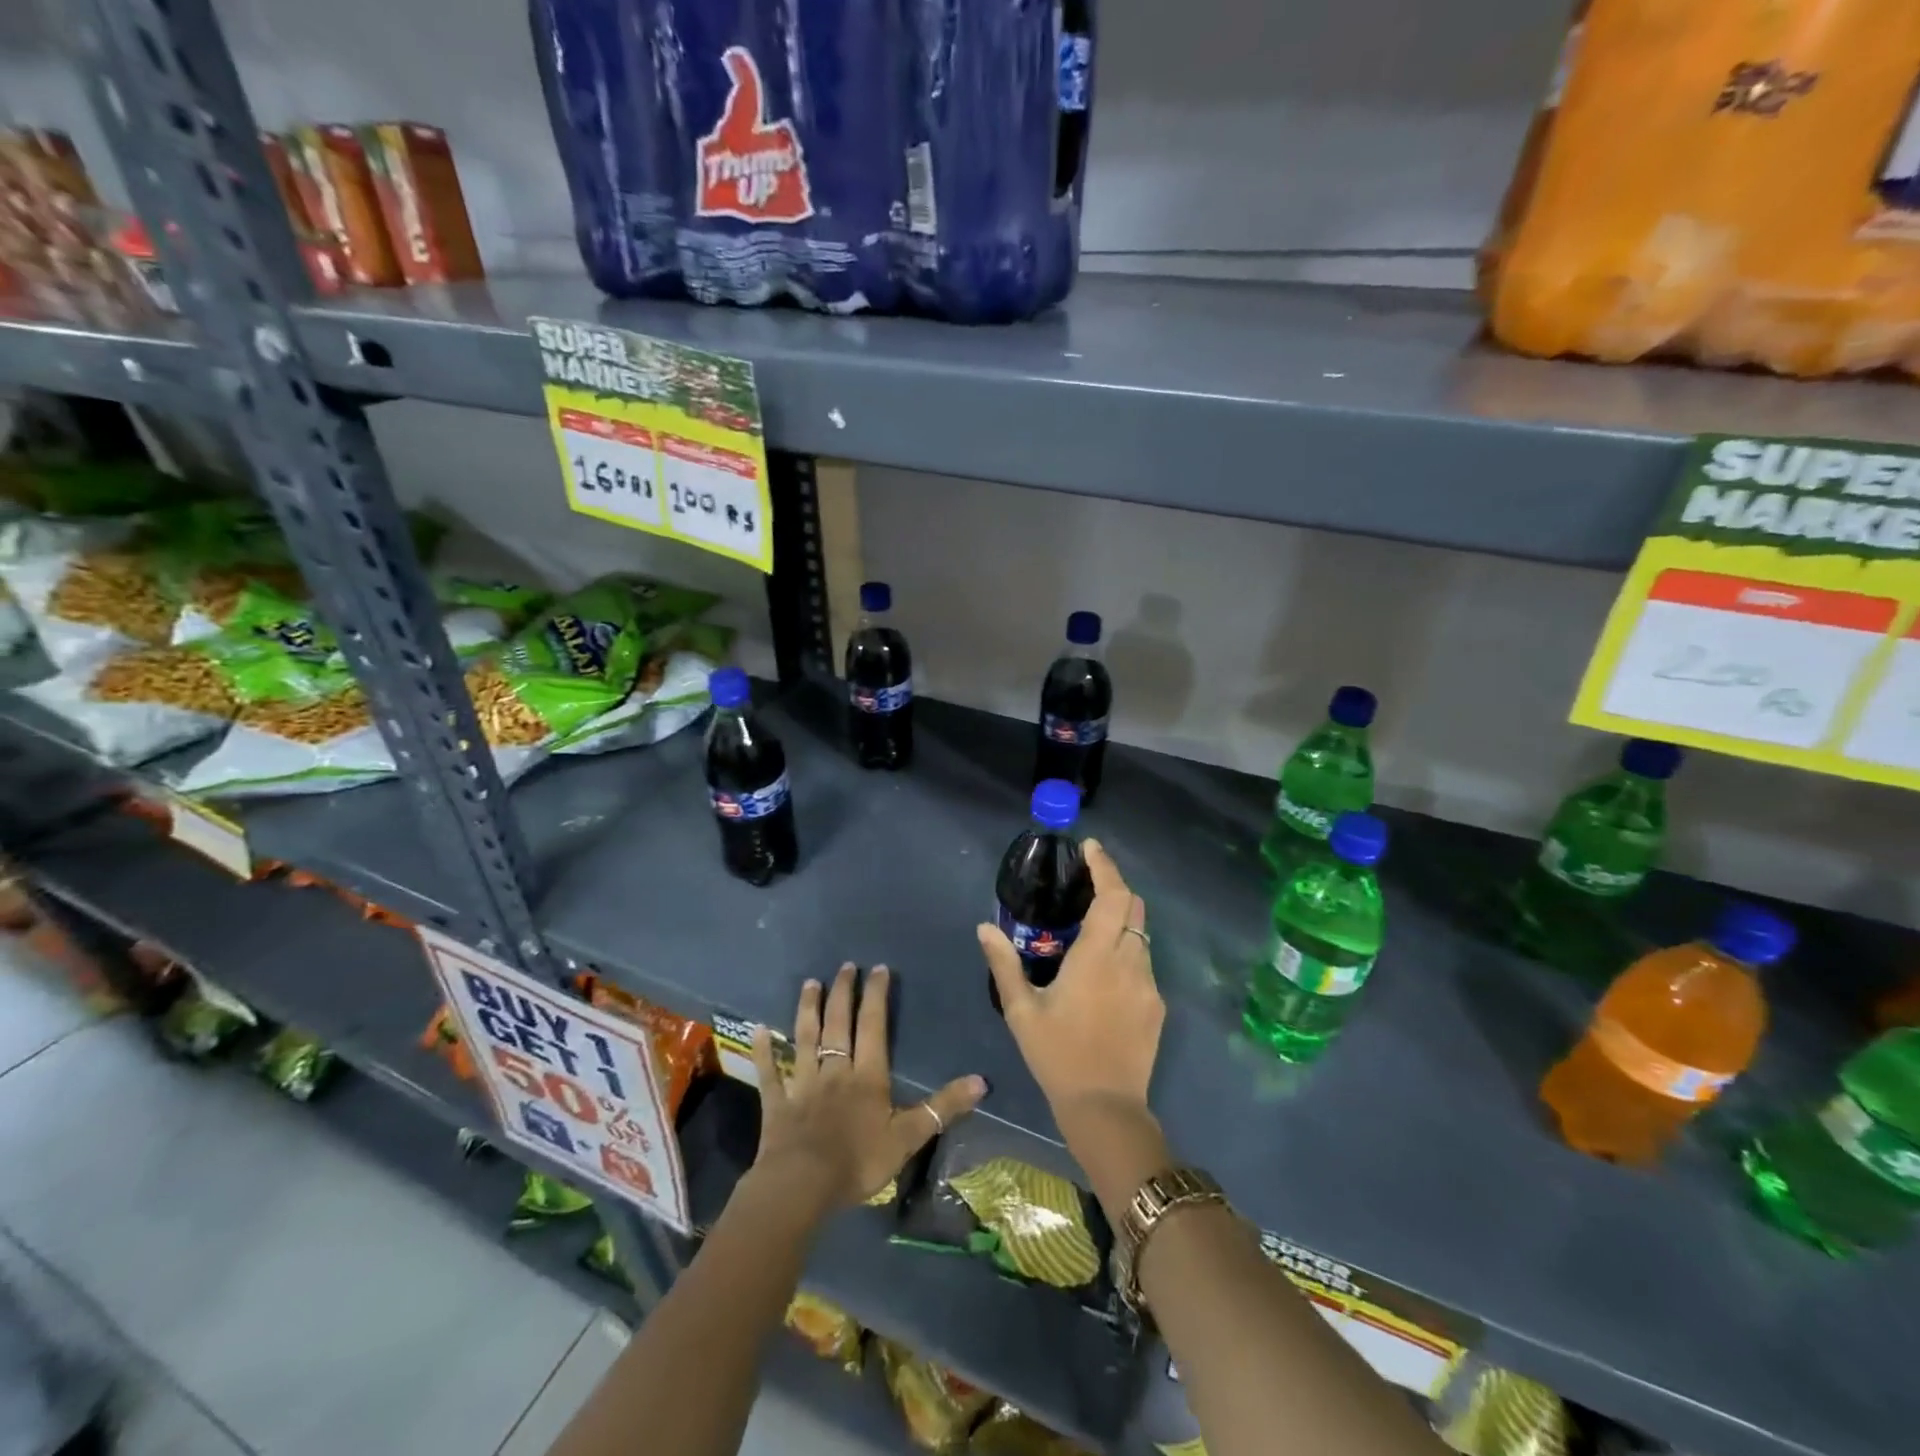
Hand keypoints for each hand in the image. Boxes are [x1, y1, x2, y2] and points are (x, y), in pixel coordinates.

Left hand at [751, 963, 985, 1214]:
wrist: (802, 1187)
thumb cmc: (858, 1161)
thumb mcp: (909, 1137)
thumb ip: (943, 1107)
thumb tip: (981, 1081)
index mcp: (867, 1075)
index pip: (873, 1026)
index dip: (876, 996)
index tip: (878, 969)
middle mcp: (835, 1070)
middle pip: (838, 1023)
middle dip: (843, 992)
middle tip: (845, 966)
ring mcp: (803, 1084)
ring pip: (805, 1038)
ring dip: (808, 1009)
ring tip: (810, 983)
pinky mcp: (777, 1103)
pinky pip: (770, 1072)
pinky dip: (764, 1050)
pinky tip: (758, 1030)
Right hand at [978, 839, 1164, 1122]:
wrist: (1106, 1109)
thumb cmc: (1058, 1056)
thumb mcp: (1022, 1010)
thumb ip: (1004, 964)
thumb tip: (985, 927)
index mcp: (1098, 957)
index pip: (1114, 895)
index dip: (1105, 866)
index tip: (1091, 847)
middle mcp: (1131, 962)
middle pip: (1135, 907)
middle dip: (1115, 886)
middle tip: (1088, 883)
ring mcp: (1149, 984)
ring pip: (1142, 934)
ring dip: (1121, 920)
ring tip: (1091, 928)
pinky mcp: (1157, 1005)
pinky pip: (1144, 962)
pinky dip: (1126, 949)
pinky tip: (1104, 971)